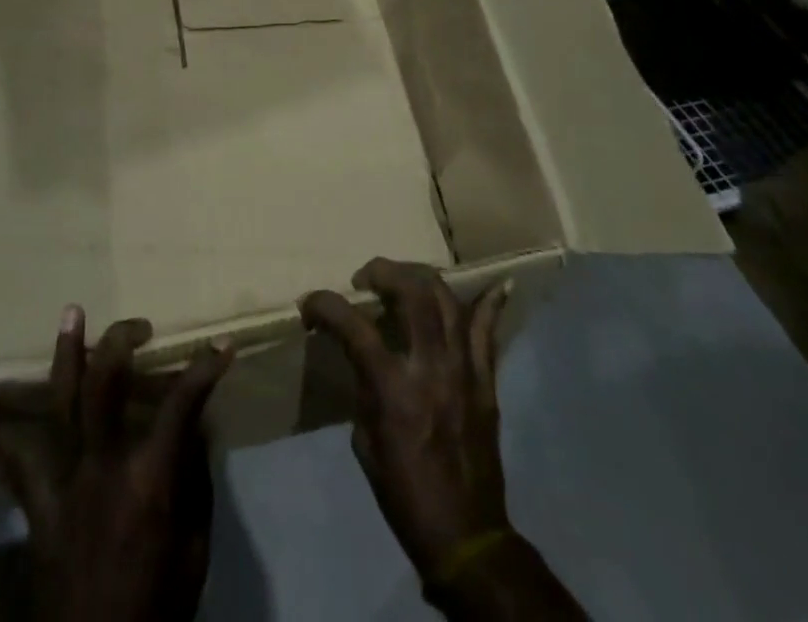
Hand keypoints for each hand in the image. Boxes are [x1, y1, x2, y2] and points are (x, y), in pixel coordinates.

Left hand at [0, 307, 234, 621]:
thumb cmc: (156, 609)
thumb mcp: (194, 552)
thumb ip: (194, 485)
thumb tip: (194, 431)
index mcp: (149, 482)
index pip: (181, 407)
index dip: (204, 371)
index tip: (221, 346)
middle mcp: (103, 469)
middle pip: (105, 387)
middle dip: (119, 344)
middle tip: (138, 324)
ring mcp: (66, 484)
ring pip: (62, 405)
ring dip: (67, 354)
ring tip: (71, 312)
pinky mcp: (39, 508)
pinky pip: (15, 466)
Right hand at [299, 259, 513, 580]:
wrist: (466, 536)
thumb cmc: (404, 492)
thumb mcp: (365, 439)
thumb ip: (364, 385)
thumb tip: (362, 353)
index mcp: (392, 389)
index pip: (353, 326)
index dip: (325, 305)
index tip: (309, 304)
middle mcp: (430, 368)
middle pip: (412, 293)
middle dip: (383, 271)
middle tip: (366, 279)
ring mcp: (464, 372)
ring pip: (448, 301)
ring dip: (420, 278)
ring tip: (403, 279)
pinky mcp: (486, 383)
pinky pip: (489, 334)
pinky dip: (490, 306)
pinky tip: (497, 284)